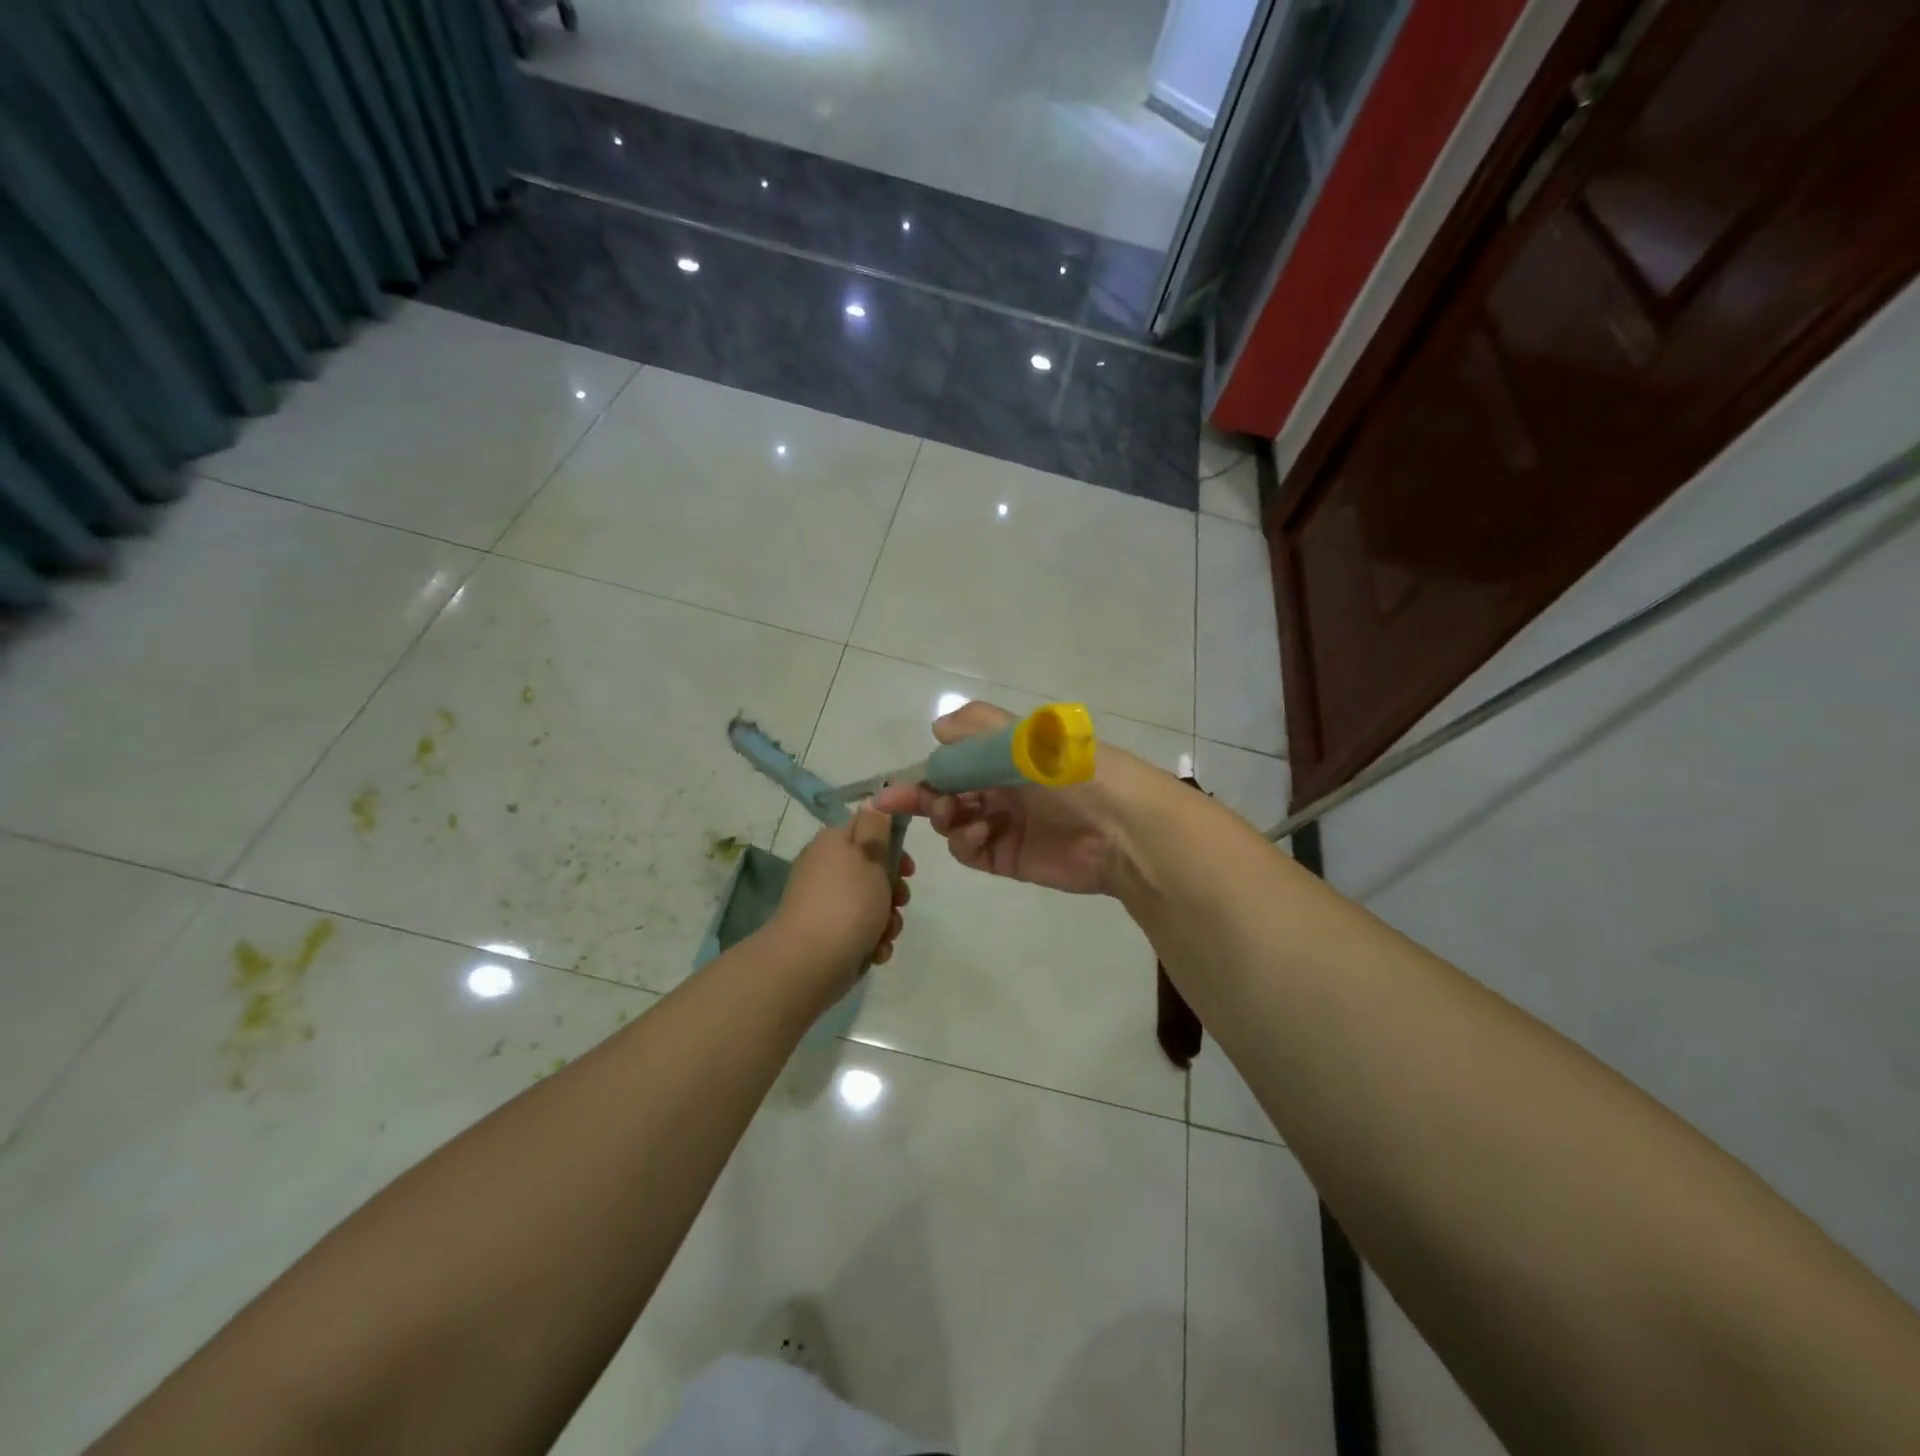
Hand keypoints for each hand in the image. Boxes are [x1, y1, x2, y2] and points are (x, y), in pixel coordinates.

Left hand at [769, 805, 913, 978]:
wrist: (808, 963)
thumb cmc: (847, 903)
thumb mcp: (870, 856)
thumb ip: (877, 828)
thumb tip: (873, 799)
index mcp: (833, 843)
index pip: (868, 829)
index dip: (893, 845)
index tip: (908, 867)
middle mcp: (826, 870)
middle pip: (873, 870)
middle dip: (894, 890)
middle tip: (900, 900)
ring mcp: (826, 904)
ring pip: (871, 904)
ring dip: (887, 919)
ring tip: (885, 933)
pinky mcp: (828, 935)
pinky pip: (860, 931)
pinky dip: (872, 940)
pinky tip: (874, 951)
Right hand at [871, 700, 1149, 895]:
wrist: (1121, 828)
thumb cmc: (1071, 772)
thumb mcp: (1028, 737)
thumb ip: (979, 729)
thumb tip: (938, 728)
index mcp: (1007, 755)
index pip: (954, 761)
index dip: (924, 772)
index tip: (895, 784)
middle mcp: (1003, 788)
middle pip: (949, 793)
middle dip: (925, 797)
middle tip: (903, 802)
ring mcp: (1006, 823)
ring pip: (954, 823)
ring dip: (945, 818)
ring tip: (957, 816)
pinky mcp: (1010, 857)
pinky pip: (971, 851)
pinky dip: (964, 843)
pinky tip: (978, 834)